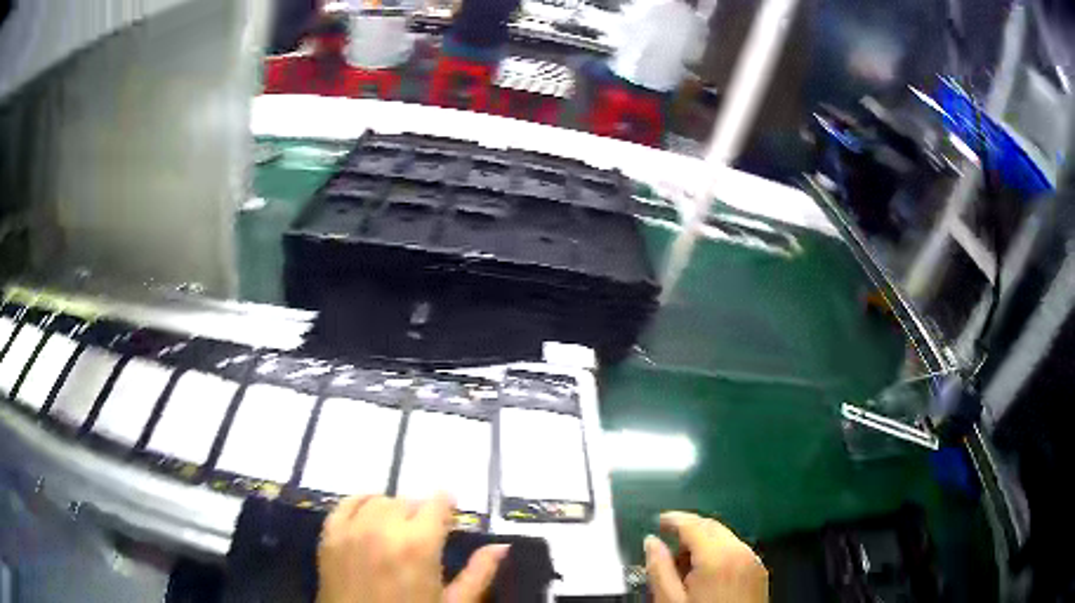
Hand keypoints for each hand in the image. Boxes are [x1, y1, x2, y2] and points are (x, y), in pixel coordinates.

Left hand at [317, 495, 509, 602]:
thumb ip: (479, 573)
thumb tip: (502, 546)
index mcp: (419, 545)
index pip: (436, 503)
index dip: (447, 506)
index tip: (450, 515)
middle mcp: (384, 528)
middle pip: (407, 501)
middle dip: (421, 512)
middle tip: (425, 533)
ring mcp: (352, 530)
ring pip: (378, 501)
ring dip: (393, 509)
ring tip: (398, 528)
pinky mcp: (329, 535)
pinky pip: (344, 504)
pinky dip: (360, 502)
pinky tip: (369, 512)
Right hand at [644, 511, 767, 602]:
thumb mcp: (670, 601)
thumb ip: (659, 569)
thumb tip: (650, 541)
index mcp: (717, 557)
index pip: (694, 524)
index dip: (673, 519)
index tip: (657, 521)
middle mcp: (740, 551)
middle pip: (712, 526)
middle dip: (688, 530)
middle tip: (667, 546)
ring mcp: (753, 561)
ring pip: (726, 537)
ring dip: (703, 541)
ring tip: (683, 565)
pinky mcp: (759, 571)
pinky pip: (736, 550)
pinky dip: (718, 552)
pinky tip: (705, 573)